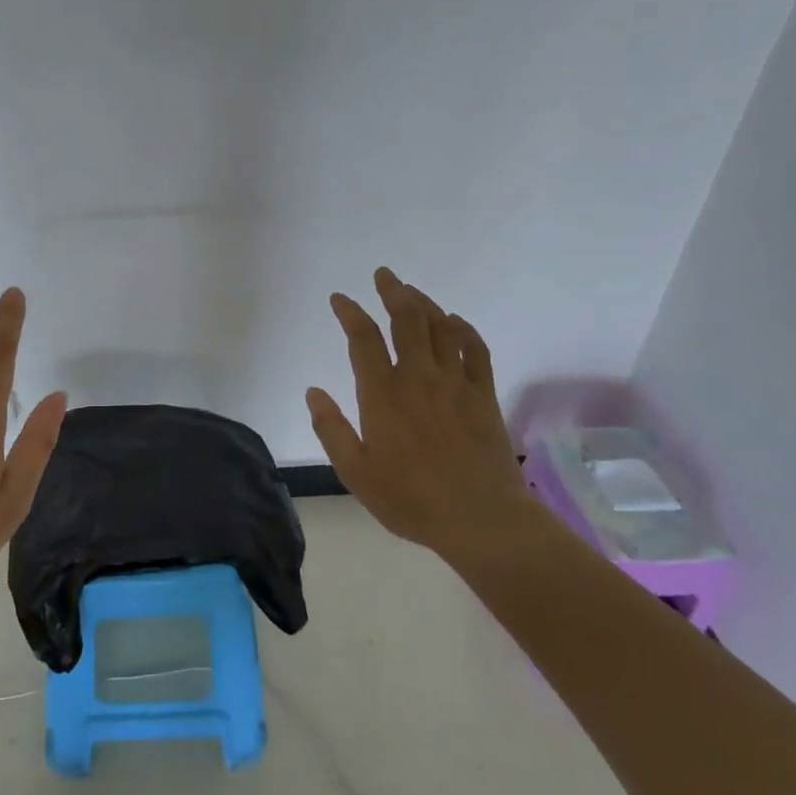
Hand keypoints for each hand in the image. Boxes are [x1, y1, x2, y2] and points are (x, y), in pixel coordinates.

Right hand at [306, 268, 536, 557]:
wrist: (481, 519)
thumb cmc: (411, 499)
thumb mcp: (356, 472)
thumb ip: (332, 429)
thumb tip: (313, 391)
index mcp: (383, 394)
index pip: (362, 338)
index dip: (350, 312)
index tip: (340, 299)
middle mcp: (418, 377)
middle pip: (406, 319)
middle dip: (393, 291)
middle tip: (384, 275)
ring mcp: (455, 382)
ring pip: (440, 327)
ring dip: (425, 303)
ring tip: (411, 292)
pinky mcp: (483, 394)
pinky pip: (475, 349)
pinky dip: (463, 329)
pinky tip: (455, 321)